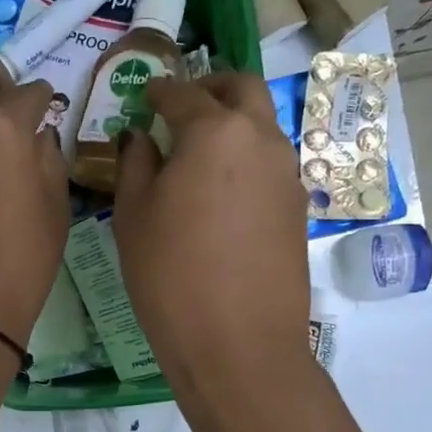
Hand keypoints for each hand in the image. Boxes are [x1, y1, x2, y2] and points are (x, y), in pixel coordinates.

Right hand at [114, 73, 311, 394]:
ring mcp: (287, 174)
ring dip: (233, 122)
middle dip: (211, 87)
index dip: (159, 91)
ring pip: (262, 125)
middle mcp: (260, 139)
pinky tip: (221, 191)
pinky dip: (245, 158)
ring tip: (198, 152)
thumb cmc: (171, 275)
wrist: (238, 344)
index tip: (145, 94)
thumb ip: (136, 164)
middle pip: (241, 88)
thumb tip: (142, 138)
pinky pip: (270, 163)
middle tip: (182, 106)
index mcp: (215, 132)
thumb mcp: (133, 216)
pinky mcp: (298, 208)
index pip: (183, 94)